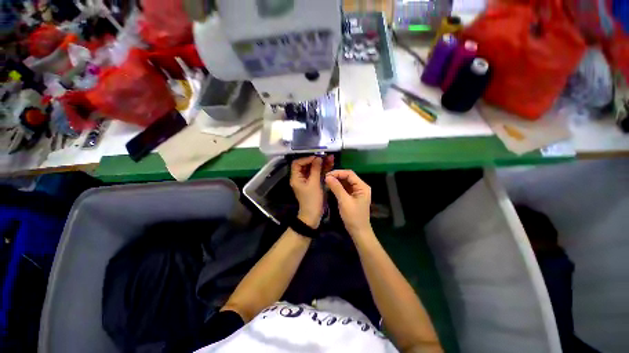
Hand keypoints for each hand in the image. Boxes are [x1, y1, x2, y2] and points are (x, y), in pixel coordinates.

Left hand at [290, 155, 333, 227]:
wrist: (313, 214)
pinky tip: (330, 164)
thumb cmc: (312, 199)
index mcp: (296, 177)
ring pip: (313, 169)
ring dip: (321, 164)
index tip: (316, 157)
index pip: (297, 163)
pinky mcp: (313, 183)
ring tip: (331, 158)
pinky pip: (317, 174)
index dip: (306, 159)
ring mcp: (307, 180)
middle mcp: (300, 177)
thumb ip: (315, 170)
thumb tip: (318, 158)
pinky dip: (323, 170)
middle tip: (326, 156)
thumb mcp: (314, 183)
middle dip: (316, 160)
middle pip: (306, 165)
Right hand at [325, 170, 371, 235]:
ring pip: (345, 182)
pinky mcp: (352, 196)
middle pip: (348, 177)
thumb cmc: (353, 216)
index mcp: (362, 186)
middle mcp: (361, 187)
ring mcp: (357, 191)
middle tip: (325, 178)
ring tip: (326, 182)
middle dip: (337, 176)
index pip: (350, 174)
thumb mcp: (344, 201)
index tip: (327, 175)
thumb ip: (336, 188)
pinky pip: (345, 188)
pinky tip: (331, 187)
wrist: (358, 231)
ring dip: (336, 181)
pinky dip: (338, 186)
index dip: (338, 173)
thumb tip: (327, 177)